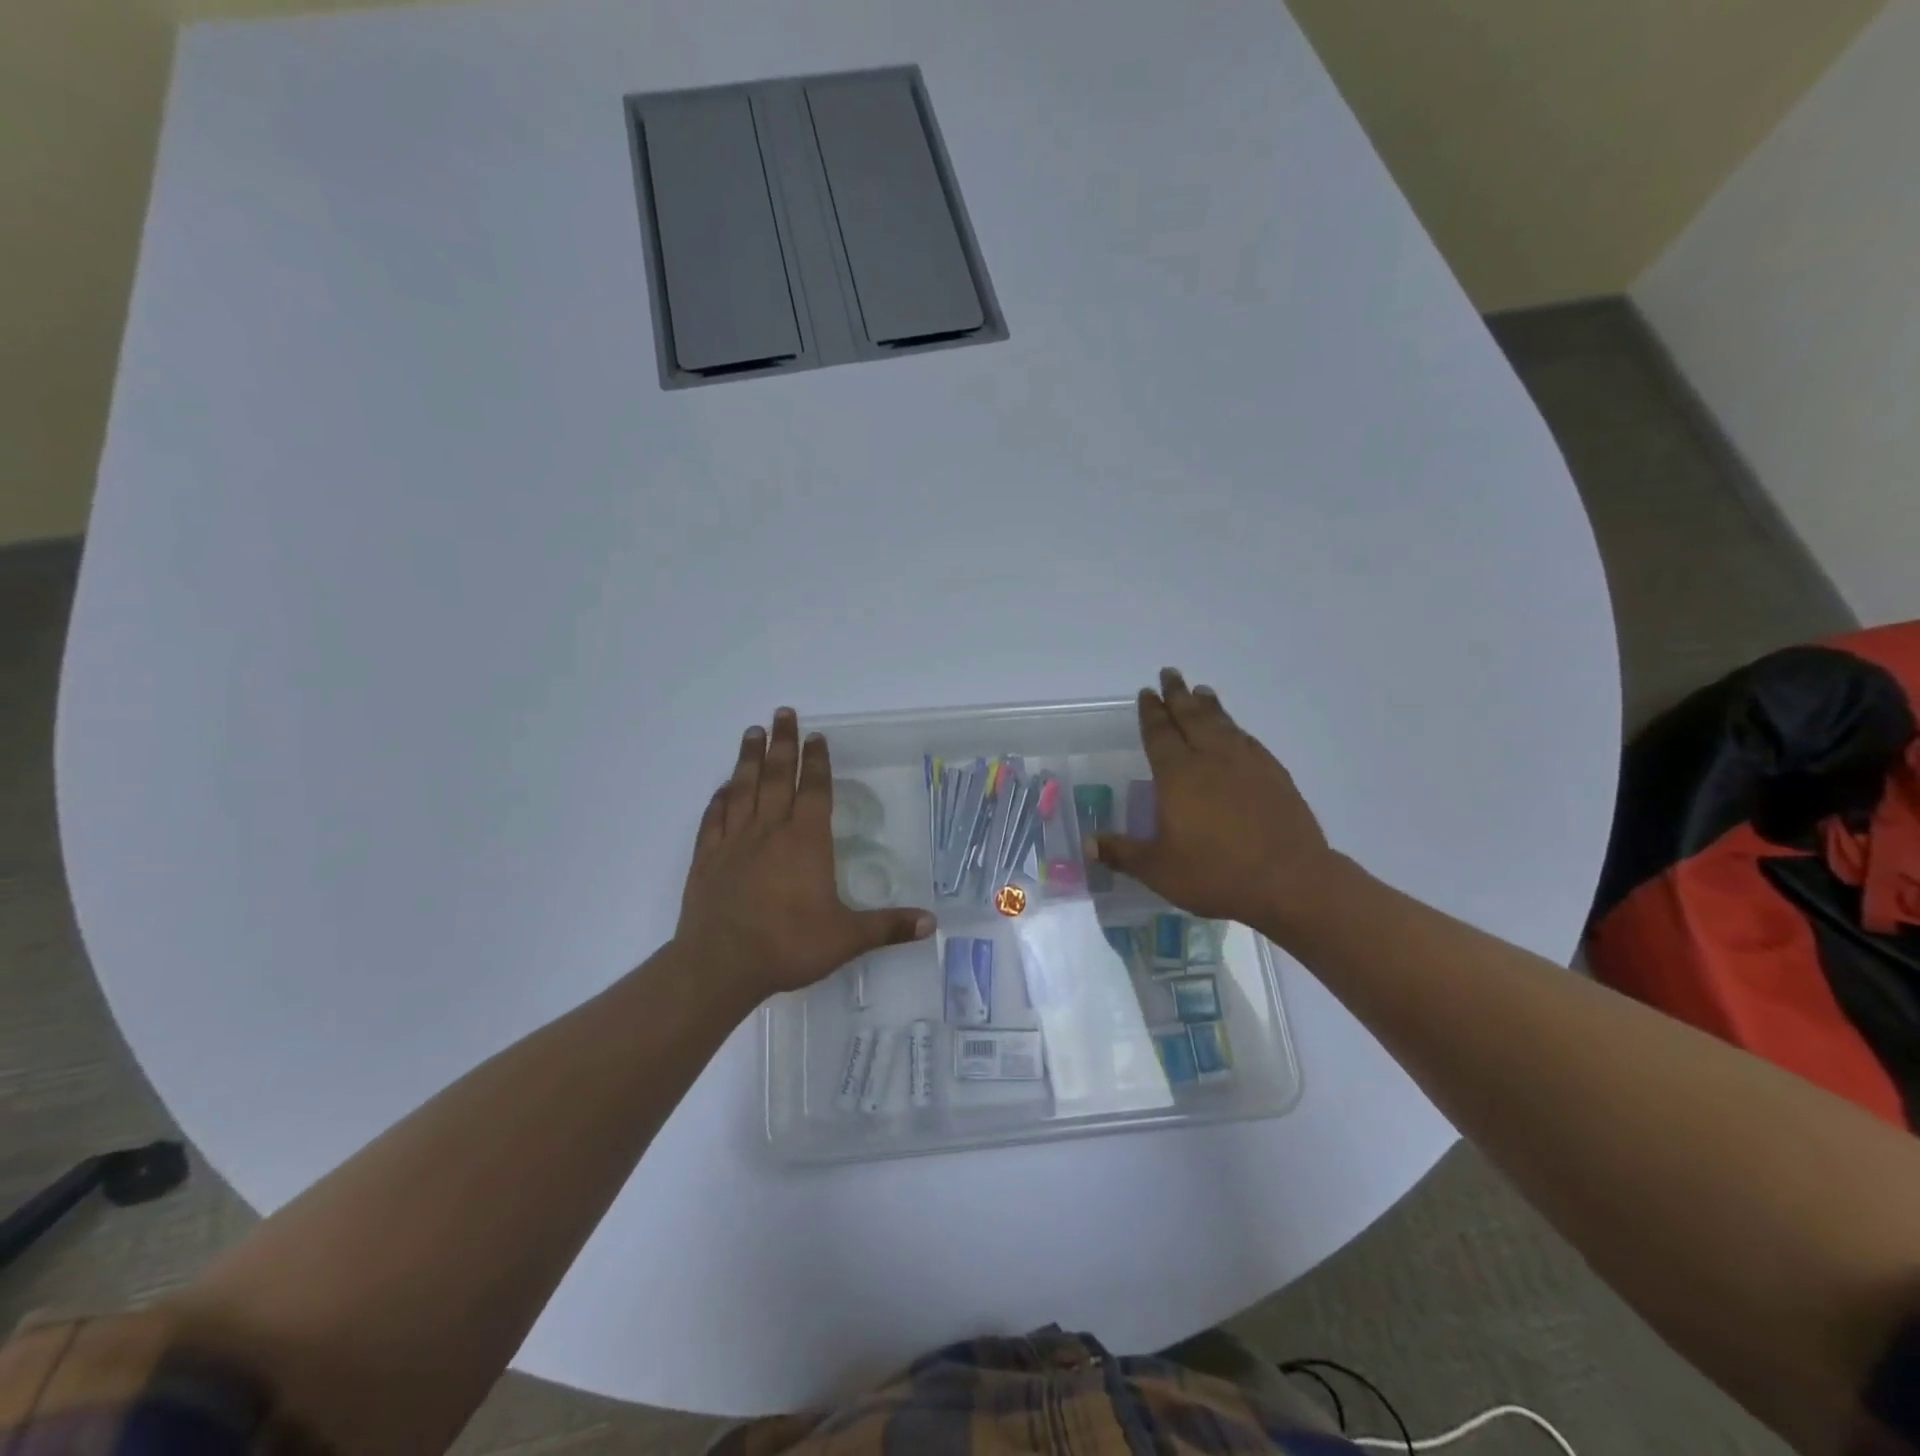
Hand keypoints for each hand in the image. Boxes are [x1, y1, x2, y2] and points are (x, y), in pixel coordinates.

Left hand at [676, 708, 933, 997]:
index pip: (815, 790)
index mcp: (806, 841)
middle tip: (783, 713)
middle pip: (777, 777)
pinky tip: (723, 787)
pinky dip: (719, 798)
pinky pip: (713, 818)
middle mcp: (769, 831)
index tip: (817, 736)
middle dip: (783, 743)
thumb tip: (932, 923)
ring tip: (753, 731)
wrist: (719, 966)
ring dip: (750, 759)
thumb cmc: (788, 946)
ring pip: (743, 788)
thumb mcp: (846, 939)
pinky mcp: (706, 858)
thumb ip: (888, 927)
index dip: (818, 762)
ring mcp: (733, 842)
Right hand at [1090, 669, 1337, 932]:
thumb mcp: (1158, 869)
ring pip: (1223, 724)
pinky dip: (1237, 729)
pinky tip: (1236, 731)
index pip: (1160, 734)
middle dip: (1178, 695)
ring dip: (1209, 706)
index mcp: (1178, 776)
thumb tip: (1087, 845)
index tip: (1147, 692)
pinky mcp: (1275, 776)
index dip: (1151, 712)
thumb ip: (1122, 853)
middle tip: (1170, 673)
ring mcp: (1247, 764)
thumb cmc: (1215, 873)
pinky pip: (1249, 741)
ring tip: (1201, 691)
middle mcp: (1211, 760)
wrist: (1290, 881)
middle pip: (1192, 717)